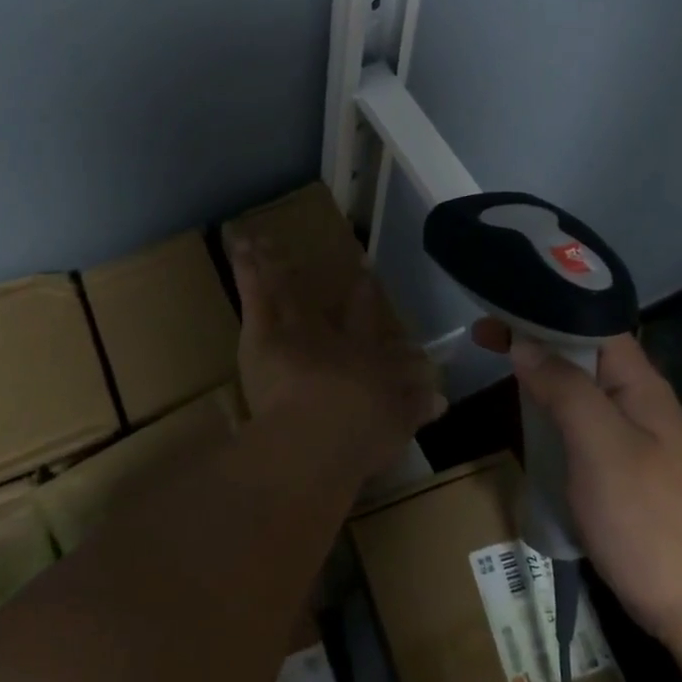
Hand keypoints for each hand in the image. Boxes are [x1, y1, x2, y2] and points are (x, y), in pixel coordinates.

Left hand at [230, 237, 443, 474]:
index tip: (377, 287)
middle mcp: (338, 341)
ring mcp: (300, 332)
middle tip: (361, 270)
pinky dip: (248, 270)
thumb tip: (441, 400)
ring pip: (292, 295)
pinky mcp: (264, 335)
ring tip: (272, 244)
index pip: (377, 333)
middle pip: (347, 311)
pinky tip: (240, 245)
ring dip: (282, 269)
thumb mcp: (394, 427)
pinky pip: (256, 296)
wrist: (318, 436)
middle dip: (357, 293)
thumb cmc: (358, 437)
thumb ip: (414, 409)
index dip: (377, 310)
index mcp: (369, 362)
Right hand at [473, 321, 681, 654]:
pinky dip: (549, 413)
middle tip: (483, 337)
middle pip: (581, 353)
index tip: (500, 306)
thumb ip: (565, 389)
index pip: (591, 322)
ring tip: (497, 367)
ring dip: (541, 374)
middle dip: (536, 339)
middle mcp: (636, 401)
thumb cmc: (651, 519)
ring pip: (578, 390)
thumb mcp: (602, 446)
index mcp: (639, 383)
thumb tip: (524, 344)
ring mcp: (630, 439)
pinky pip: (578, 426)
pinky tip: (527, 420)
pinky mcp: (619, 473)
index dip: (547, 308)